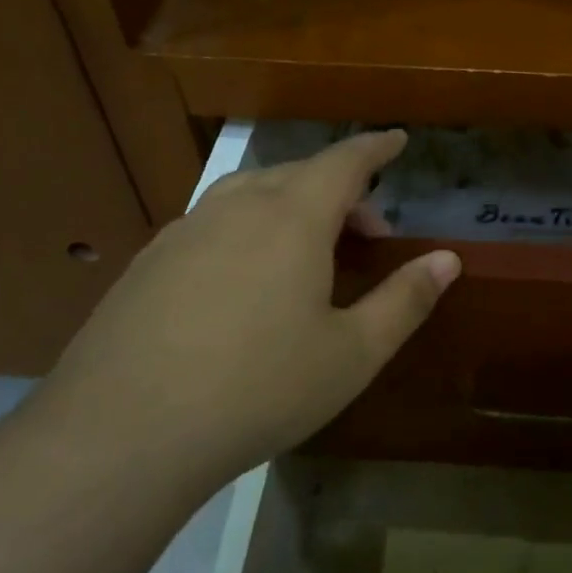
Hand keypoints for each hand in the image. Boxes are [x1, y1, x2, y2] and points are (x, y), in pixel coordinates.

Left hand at [45, 130, 459, 482]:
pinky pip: (212, 222)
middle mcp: (237, 207)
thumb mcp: (352, 353)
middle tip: (367, 233)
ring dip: (290, 205)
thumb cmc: (259, 388)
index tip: (397, 140)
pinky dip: (247, 228)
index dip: (375, 148)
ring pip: (250, 193)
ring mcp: (184, 231)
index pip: (345, 162)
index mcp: (292, 218)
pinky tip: (244, 278)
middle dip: (340, 190)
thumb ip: (405, 300)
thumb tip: (449, 259)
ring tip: (308, 249)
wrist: (123, 432)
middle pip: (298, 174)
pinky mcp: (148, 262)